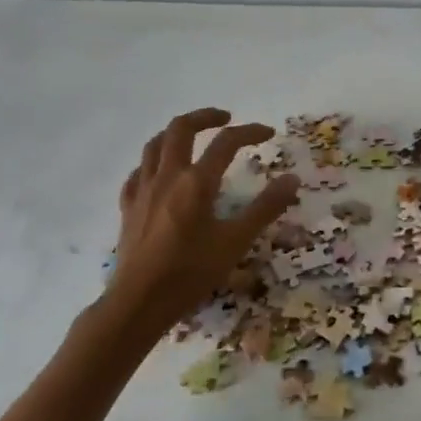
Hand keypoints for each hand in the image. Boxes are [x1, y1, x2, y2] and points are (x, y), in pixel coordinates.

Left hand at [104, 108, 300, 336]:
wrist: (138, 303)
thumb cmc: (190, 273)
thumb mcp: (236, 242)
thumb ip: (265, 208)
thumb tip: (292, 179)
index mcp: (196, 182)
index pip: (226, 142)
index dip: (250, 132)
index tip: (268, 133)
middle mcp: (168, 176)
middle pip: (181, 128)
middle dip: (205, 117)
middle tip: (225, 118)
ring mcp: (143, 190)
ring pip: (155, 144)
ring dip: (175, 133)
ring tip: (192, 136)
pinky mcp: (128, 207)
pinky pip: (137, 172)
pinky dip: (152, 163)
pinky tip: (159, 172)